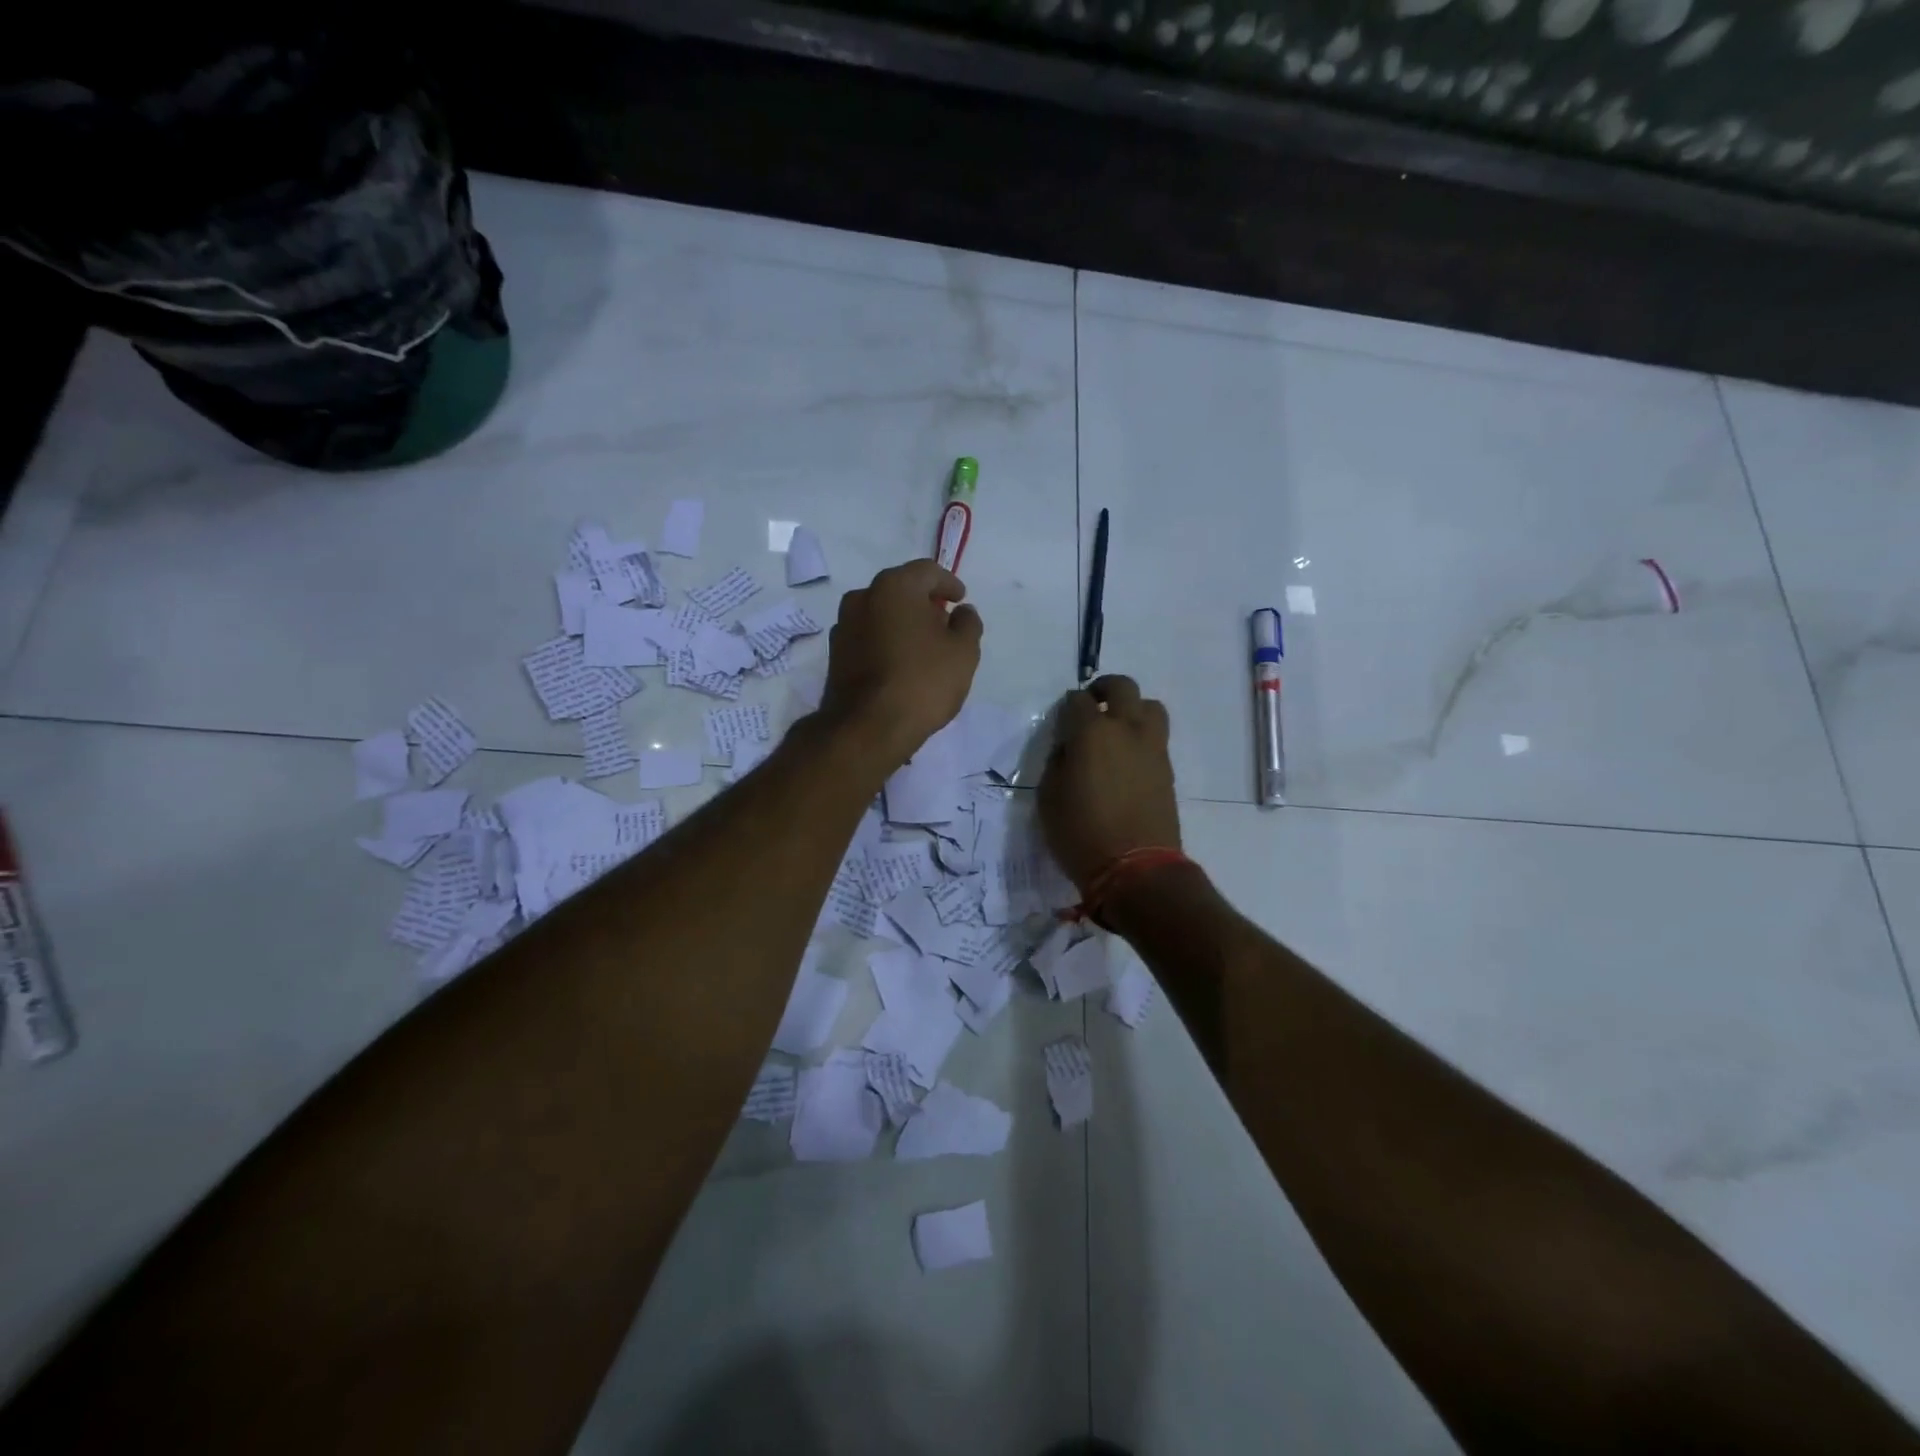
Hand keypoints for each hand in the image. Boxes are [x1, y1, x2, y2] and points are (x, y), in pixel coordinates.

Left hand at [819, 559, 983, 769]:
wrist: (868, 727)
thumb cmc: (922, 681)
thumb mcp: (963, 652)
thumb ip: (968, 624)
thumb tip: (962, 612)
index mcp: (894, 586)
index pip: (927, 571)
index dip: (949, 583)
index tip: (961, 600)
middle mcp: (863, 597)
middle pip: (900, 589)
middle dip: (924, 602)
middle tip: (944, 622)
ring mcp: (843, 625)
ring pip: (881, 613)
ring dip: (902, 622)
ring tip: (923, 646)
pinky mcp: (835, 654)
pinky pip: (868, 636)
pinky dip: (886, 641)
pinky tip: (900, 662)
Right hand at [1039, 675, 1181, 891]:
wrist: (1136, 869)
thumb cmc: (1081, 834)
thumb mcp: (1049, 797)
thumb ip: (1057, 762)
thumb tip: (1069, 748)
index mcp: (1091, 733)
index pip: (1077, 701)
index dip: (1067, 707)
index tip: (1062, 720)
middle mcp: (1126, 729)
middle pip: (1122, 687)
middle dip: (1104, 689)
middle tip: (1092, 705)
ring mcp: (1152, 747)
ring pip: (1149, 706)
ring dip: (1132, 708)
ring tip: (1118, 728)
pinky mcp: (1167, 768)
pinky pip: (1156, 736)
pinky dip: (1142, 735)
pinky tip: (1128, 757)